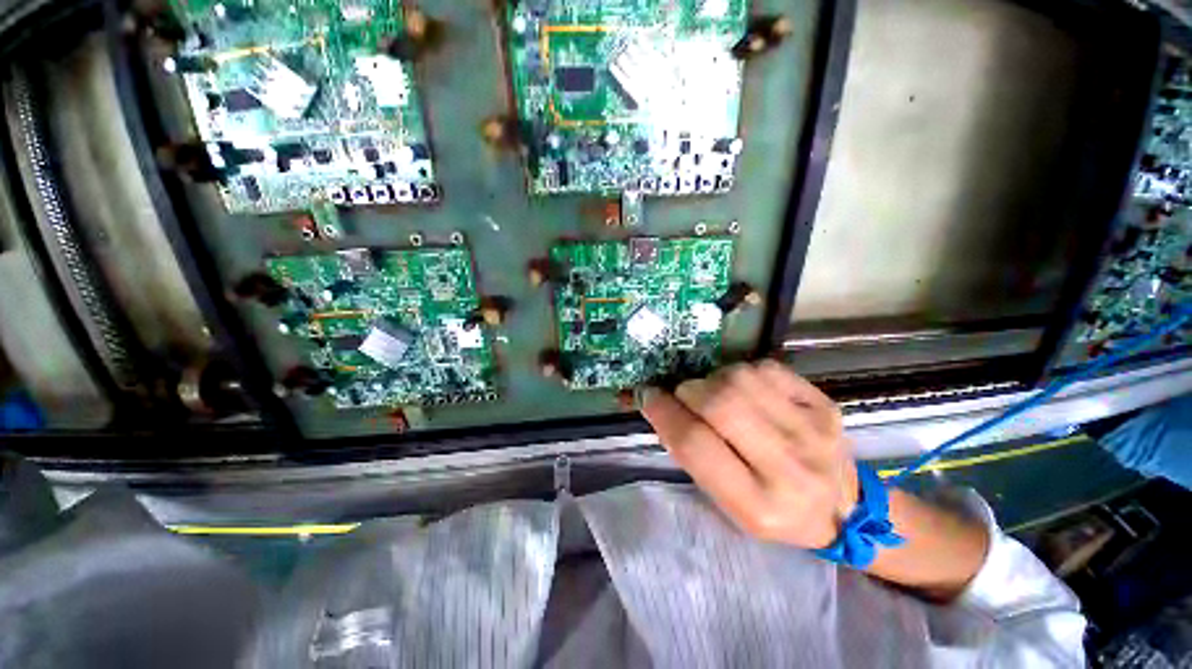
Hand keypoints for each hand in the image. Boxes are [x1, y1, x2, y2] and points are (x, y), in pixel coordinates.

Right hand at [642, 360, 857, 548]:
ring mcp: (813, 430)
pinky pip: (766, 368)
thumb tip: (663, 405)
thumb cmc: (775, 511)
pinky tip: (744, 388)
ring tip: (715, 392)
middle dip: (688, 390)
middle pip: (720, 403)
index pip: (695, 446)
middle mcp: (789, 467)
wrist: (845, 509)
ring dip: (714, 378)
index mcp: (758, 504)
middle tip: (682, 393)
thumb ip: (695, 456)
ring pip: (741, 378)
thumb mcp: (728, 504)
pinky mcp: (824, 404)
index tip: (649, 396)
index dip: (664, 413)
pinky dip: (742, 372)